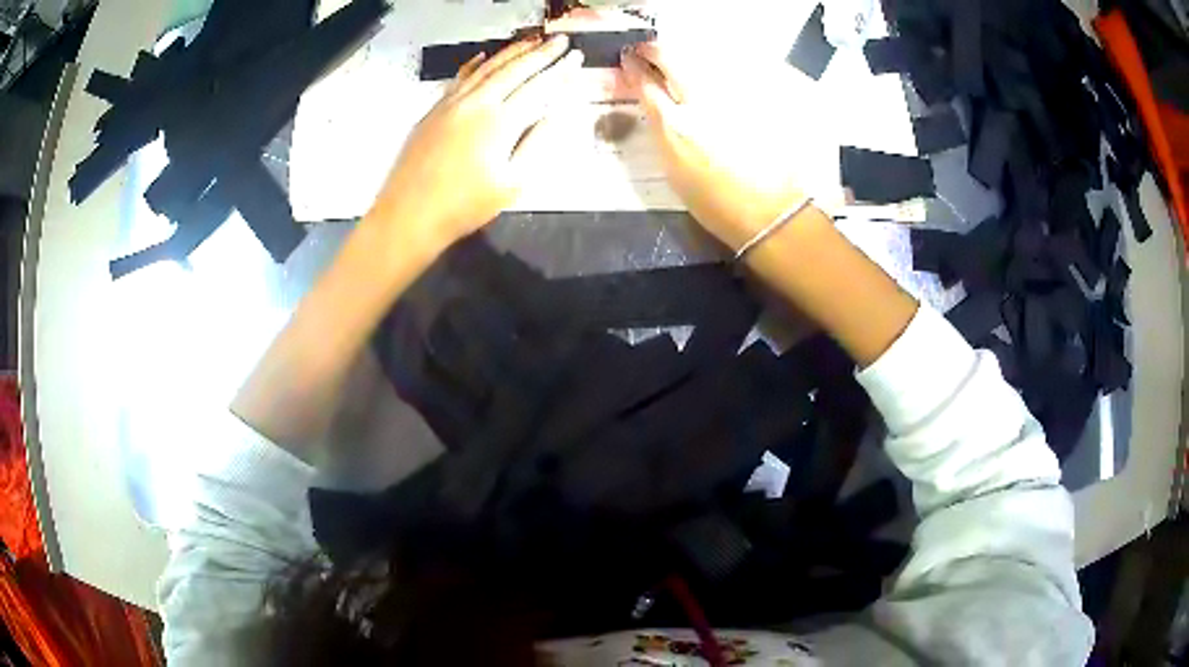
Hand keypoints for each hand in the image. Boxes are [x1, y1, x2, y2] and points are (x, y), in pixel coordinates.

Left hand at [367, 35, 584, 254]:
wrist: (408, 215)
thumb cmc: (465, 206)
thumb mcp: (512, 183)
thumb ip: (537, 143)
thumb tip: (557, 113)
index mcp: (501, 121)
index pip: (538, 87)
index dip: (559, 71)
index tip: (576, 56)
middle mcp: (477, 103)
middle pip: (514, 69)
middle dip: (540, 53)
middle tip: (560, 40)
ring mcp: (452, 103)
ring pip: (487, 68)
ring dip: (512, 52)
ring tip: (532, 40)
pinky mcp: (434, 110)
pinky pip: (460, 78)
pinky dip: (476, 64)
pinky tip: (485, 55)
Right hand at [621, 42, 837, 251]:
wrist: (767, 211)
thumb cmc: (715, 203)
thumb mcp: (674, 170)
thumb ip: (663, 132)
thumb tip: (656, 108)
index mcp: (674, 128)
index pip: (646, 85)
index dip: (633, 68)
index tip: (627, 59)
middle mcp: (698, 105)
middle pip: (672, 59)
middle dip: (655, 51)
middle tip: (646, 50)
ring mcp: (728, 100)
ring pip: (699, 63)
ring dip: (681, 58)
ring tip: (673, 59)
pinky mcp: (751, 102)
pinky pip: (724, 78)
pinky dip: (709, 73)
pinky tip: (706, 77)